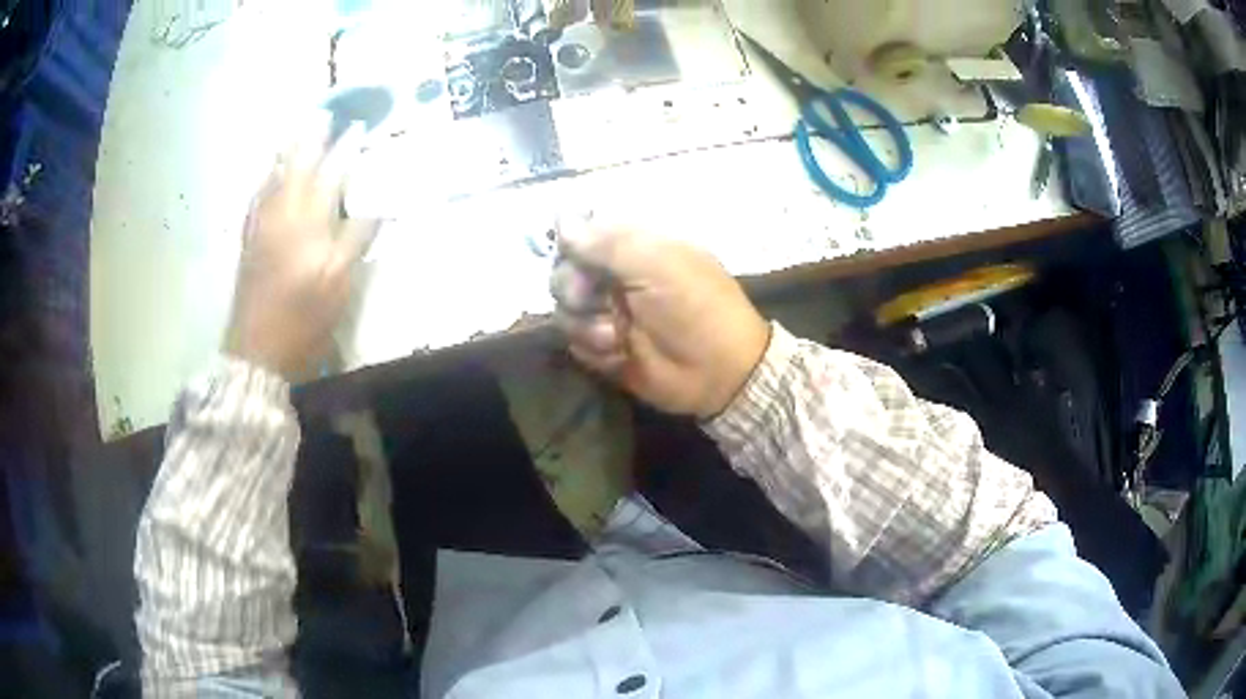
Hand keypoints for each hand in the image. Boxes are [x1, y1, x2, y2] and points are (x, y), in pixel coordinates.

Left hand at [224, 117, 379, 379]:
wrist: (257, 352)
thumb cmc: (302, 321)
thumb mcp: (339, 285)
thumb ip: (356, 241)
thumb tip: (375, 209)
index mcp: (308, 223)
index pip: (331, 175)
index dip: (346, 150)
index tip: (358, 128)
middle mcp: (281, 215)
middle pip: (296, 166)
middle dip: (310, 138)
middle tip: (322, 114)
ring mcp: (260, 227)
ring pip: (273, 178)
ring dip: (286, 152)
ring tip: (295, 132)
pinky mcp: (248, 242)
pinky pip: (257, 198)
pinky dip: (266, 179)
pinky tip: (268, 176)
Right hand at [551, 215, 770, 418]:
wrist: (717, 371)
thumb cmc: (695, 307)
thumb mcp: (657, 265)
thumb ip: (607, 243)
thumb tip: (561, 222)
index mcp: (634, 246)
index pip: (584, 232)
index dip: (570, 243)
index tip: (571, 254)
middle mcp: (615, 275)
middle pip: (564, 270)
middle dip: (572, 287)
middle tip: (591, 299)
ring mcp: (607, 312)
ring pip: (564, 308)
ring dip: (585, 323)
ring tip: (615, 336)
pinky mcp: (602, 347)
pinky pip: (573, 342)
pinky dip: (592, 348)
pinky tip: (617, 354)